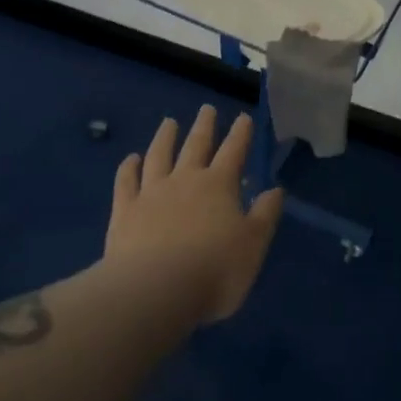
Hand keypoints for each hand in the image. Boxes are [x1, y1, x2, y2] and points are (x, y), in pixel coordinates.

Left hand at [105, 105, 285, 324]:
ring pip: (159, 155)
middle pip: (196, 145)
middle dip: (204, 126)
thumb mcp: (253, 245)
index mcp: (218, 185)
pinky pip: (126, 182)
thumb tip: (276, 189)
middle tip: (206, 108)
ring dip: (165, 137)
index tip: (243, 117)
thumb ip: (264, 215)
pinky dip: (128, 168)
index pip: (233, 152)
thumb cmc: (214, 271)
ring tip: (169, 122)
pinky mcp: (124, 211)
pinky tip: (131, 159)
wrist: (154, 291)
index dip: (240, 134)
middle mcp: (185, 180)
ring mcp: (151, 193)